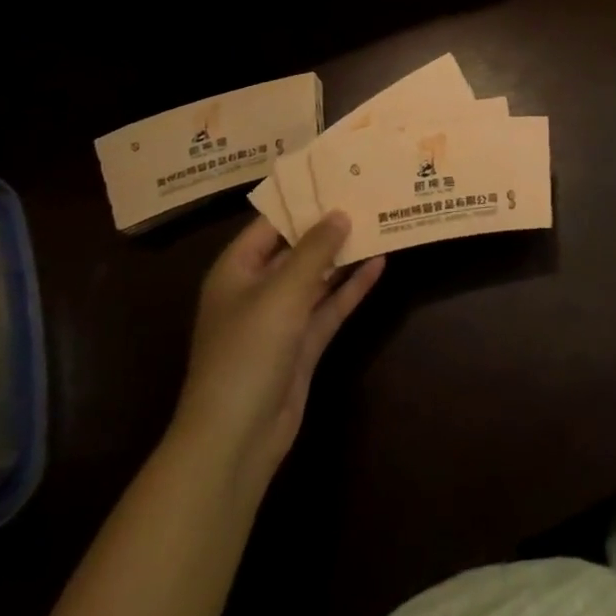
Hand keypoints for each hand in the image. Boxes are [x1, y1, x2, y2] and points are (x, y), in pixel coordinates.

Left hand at [171, 213, 383, 499]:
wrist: (235, 440)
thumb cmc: (248, 351)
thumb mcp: (282, 291)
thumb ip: (314, 250)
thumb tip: (340, 213)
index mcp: (236, 270)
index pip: (271, 223)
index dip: (302, 200)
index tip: (337, 176)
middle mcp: (257, 289)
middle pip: (296, 248)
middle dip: (329, 226)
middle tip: (366, 194)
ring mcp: (281, 319)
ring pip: (317, 277)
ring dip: (344, 255)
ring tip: (379, 222)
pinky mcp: (302, 345)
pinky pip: (329, 307)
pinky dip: (352, 288)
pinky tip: (380, 264)